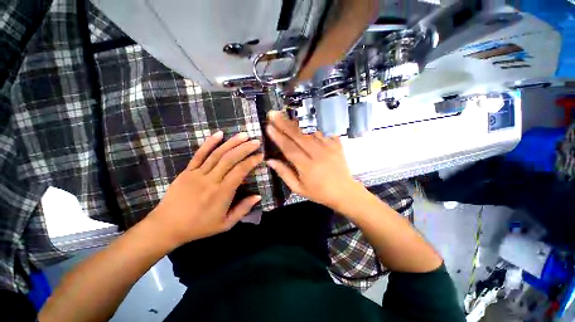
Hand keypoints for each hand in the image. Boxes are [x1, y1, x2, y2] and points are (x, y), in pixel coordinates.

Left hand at [148, 131, 262, 247]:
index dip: (251, 161)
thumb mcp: (225, 224)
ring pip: (217, 154)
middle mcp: (211, 180)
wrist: (167, 226)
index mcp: (221, 193)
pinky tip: (219, 134)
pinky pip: (199, 154)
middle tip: (256, 141)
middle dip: (245, 148)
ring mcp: (197, 174)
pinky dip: (209, 143)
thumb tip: (258, 196)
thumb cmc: (199, 227)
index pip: (240, 171)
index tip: (260, 155)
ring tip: (243, 135)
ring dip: (231, 143)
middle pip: (230, 159)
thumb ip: (243, 209)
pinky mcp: (187, 171)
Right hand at [266, 111, 365, 210]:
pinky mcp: (337, 145)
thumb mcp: (299, 188)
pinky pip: (323, 133)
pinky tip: (305, 124)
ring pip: (310, 132)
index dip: (278, 137)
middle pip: (298, 136)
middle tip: (273, 114)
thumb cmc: (319, 193)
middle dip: (284, 124)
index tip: (268, 126)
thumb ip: (284, 174)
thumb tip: (270, 161)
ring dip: (297, 123)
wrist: (344, 192)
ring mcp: (329, 148)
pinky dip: (313, 128)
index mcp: (307, 167)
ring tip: (286, 116)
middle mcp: (318, 154)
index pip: (289, 148)